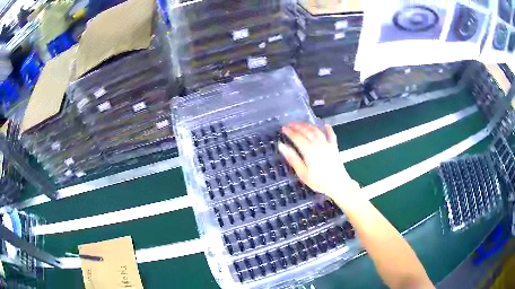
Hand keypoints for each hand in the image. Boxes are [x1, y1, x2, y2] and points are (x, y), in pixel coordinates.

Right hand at [278, 123, 358, 198]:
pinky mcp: (334, 148)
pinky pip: (332, 135)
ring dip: (308, 126)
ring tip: (301, 124)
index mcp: (309, 150)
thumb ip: (293, 159)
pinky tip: (326, 125)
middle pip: (306, 131)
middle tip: (290, 124)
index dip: (289, 132)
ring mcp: (327, 145)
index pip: (297, 137)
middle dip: (297, 126)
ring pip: (317, 131)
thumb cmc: (319, 182)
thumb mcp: (303, 173)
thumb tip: (282, 146)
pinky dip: (328, 129)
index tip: (283, 128)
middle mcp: (318, 144)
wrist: (338, 185)